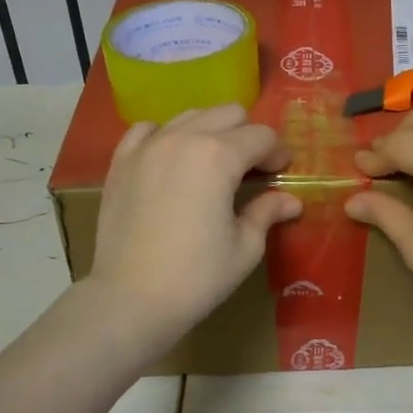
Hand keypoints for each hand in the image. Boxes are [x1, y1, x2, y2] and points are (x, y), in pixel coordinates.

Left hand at [88, 105, 300, 344]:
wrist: (130, 299)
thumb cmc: (196, 277)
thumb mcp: (244, 247)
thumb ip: (267, 212)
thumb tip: (291, 201)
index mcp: (219, 156)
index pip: (262, 135)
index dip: (278, 153)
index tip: (280, 174)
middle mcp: (183, 138)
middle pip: (229, 113)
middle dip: (247, 135)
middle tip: (250, 170)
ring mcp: (148, 146)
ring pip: (191, 115)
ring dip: (210, 132)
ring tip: (212, 165)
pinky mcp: (121, 161)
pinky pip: (148, 129)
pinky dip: (166, 136)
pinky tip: (172, 161)